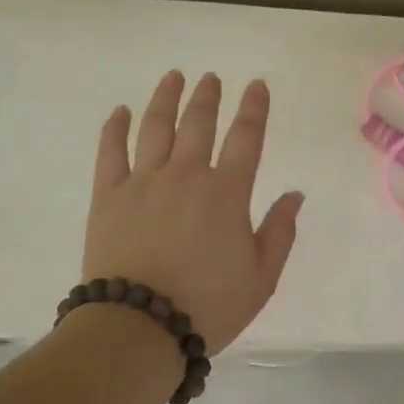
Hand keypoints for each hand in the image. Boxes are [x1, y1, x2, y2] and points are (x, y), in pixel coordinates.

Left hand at [83, 71, 304, 351]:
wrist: (139, 326)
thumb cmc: (207, 306)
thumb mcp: (261, 278)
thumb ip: (280, 232)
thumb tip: (295, 194)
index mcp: (227, 193)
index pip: (246, 138)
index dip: (254, 108)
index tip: (256, 86)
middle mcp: (186, 175)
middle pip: (198, 124)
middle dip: (207, 97)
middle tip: (210, 78)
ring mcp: (144, 182)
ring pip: (155, 127)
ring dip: (166, 98)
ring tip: (174, 77)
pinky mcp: (109, 196)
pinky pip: (110, 152)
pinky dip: (115, 128)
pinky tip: (119, 111)